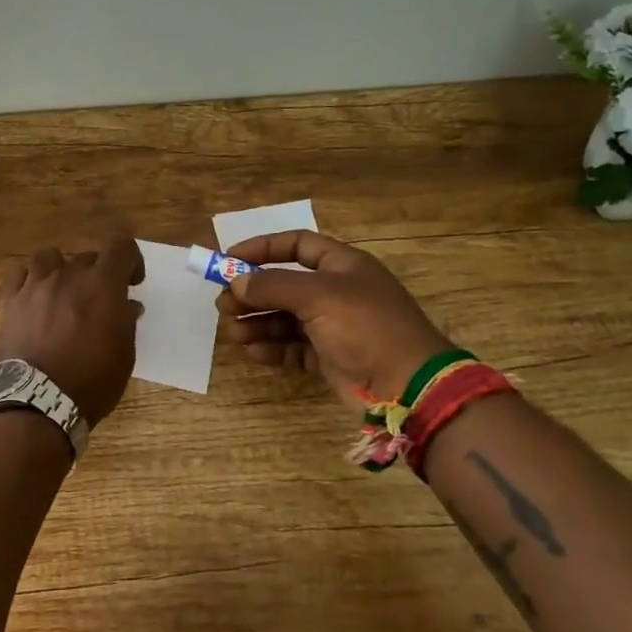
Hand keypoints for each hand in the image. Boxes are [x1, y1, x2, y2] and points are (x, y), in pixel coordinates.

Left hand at [0, 238, 145, 424]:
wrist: (35, 402)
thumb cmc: (90, 382)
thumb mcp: (123, 356)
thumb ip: (125, 323)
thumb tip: (127, 305)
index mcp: (102, 285)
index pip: (122, 248)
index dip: (131, 260)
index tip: (132, 282)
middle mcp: (69, 276)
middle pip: (88, 257)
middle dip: (98, 274)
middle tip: (98, 302)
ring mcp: (35, 286)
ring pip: (50, 257)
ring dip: (62, 269)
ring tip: (63, 292)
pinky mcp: (9, 301)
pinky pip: (20, 274)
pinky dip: (31, 280)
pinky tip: (34, 297)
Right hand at [216, 230, 451, 408]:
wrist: (408, 385)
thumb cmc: (365, 326)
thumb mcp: (318, 296)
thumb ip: (273, 286)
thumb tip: (236, 282)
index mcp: (342, 265)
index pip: (296, 245)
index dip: (262, 249)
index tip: (228, 261)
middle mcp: (336, 292)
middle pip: (284, 284)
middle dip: (252, 293)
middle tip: (223, 305)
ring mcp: (333, 326)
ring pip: (284, 318)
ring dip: (257, 322)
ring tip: (233, 332)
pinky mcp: (329, 357)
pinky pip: (292, 347)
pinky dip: (272, 348)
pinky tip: (253, 351)